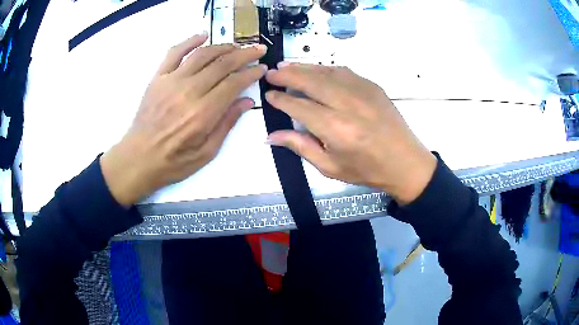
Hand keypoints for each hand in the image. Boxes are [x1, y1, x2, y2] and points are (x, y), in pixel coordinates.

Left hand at [100, 33, 266, 206]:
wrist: (138, 159)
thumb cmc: (173, 162)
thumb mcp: (206, 152)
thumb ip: (226, 124)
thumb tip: (247, 101)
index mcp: (203, 113)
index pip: (234, 84)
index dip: (251, 73)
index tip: (261, 68)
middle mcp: (189, 92)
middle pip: (222, 64)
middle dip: (244, 55)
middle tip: (258, 50)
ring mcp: (171, 81)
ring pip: (202, 54)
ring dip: (223, 47)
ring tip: (236, 46)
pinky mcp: (158, 78)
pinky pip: (174, 53)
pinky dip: (190, 41)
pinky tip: (203, 36)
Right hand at [264, 63, 435, 203]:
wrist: (405, 163)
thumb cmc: (367, 170)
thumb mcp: (330, 167)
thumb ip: (300, 146)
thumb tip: (270, 136)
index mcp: (336, 129)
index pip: (299, 106)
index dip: (281, 100)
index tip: (268, 94)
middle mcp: (347, 104)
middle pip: (311, 82)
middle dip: (287, 75)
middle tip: (271, 72)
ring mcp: (363, 92)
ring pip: (326, 72)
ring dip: (304, 68)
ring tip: (286, 66)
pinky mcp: (373, 86)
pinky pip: (344, 71)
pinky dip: (325, 69)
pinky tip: (315, 70)